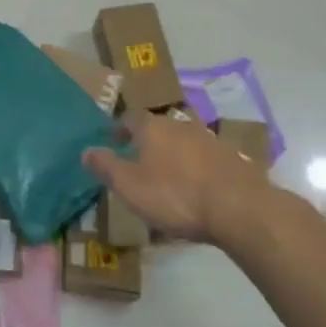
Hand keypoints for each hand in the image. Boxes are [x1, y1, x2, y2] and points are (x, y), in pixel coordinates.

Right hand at [81, 111, 279, 244]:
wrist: (240, 208)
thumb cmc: (176, 195)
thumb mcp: (130, 186)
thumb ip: (106, 167)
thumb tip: (86, 150)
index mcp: (153, 127)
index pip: (130, 118)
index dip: (120, 129)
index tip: (113, 141)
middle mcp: (181, 125)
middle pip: (158, 128)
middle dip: (147, 142)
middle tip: (138, 161)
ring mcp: (210, 140)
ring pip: (183, 142)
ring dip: (173, 155)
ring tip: (167, 178)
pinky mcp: (232, 159)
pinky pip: (205, 159)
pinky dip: (196, 169)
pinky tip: (196, 189)